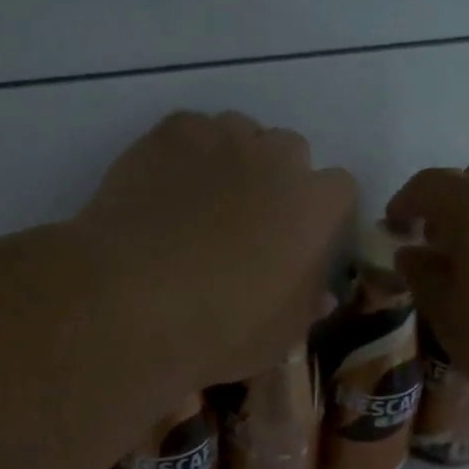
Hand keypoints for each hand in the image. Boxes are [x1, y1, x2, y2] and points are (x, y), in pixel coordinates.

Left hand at [75, 111, 356, 388]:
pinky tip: (166, 187)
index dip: (319, 213)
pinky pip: (191, 130)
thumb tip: (322, 293)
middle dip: (277, 178)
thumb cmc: (219, 331)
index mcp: (315, 209)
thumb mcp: (278, 338)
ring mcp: (222, 139)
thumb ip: (306, 306)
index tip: (299, 238)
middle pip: (291, 151)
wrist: (130, 304)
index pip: (339, 189)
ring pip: (241, 132)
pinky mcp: (171, 133)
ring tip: (202, 200)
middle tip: (249, 220)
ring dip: (234, 159)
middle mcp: (277, 160)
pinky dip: (186, 152)